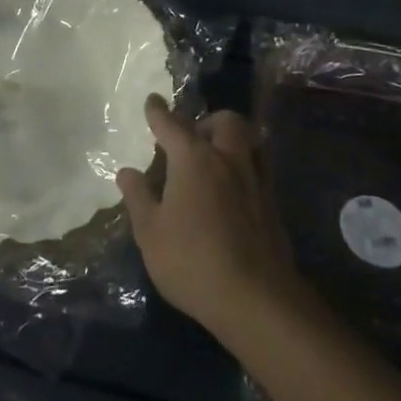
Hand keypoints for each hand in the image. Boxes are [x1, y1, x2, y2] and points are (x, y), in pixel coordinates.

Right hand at [116, 96, 304, 344]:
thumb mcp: (150, 233)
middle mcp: (228, 159)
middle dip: (207, 121)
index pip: (171, 124)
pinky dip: (246, 167)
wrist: (257, 299)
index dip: (158, 112)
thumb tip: (127, 171)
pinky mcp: (274, 205)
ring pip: (250, 141)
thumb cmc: (192, 261)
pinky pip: (260, 168)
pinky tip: (233, 191)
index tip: (152, 101)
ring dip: (233, 141)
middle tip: (192, 139)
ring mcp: (256, 181)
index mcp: (193, 159)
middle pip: (225, 122)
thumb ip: (138, 197)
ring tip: (216, 159)